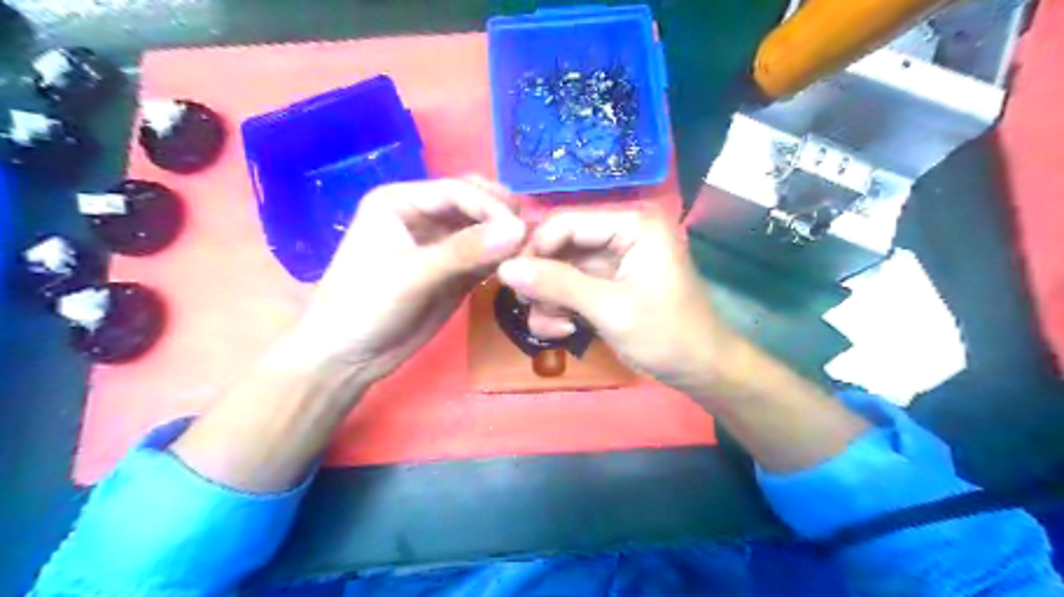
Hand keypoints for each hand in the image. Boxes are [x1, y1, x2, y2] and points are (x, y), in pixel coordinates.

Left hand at [289, 176, 524, 384]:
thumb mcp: (413, 275)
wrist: (348, 357)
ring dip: (505, 238)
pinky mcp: (452, 270)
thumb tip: (519, 230)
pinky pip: (483, 256)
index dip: (491, 207)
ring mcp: (439, 243)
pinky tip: (517, 267)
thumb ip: (465, 251)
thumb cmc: (366, 306)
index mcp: (401, 201)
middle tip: (529, 238)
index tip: (520, 231)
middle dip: (501, 217)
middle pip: (474, 203)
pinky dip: (501, 259)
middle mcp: (422, 215)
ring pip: (483, 229)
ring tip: (529, 253)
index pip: (457, 191)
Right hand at [495, 208, 735, 393]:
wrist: (701, 370)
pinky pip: (573, 288)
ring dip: (551, 299)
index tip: (510, 280)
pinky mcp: (610, 284)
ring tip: (555, 328)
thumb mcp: (610, 309)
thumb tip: (504, 268)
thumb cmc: (666, 335)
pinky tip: (566, 330)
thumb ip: (557, 284)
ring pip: (562, 270)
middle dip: (543, 281)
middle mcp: (622, 234)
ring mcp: (615, 261)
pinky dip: (563, 308)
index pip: (567, 222)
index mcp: (632, 225)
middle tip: (530, 307)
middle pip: (562, 246)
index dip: (535, 248)